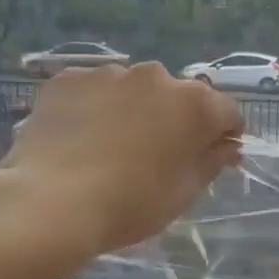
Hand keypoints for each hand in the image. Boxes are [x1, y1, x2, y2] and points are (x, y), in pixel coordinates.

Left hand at [0, 63, 241, 262]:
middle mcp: (156, 76)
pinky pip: (94, 91)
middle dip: (175, 120)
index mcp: (194, 104)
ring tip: (112, 147)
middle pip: (178, 97)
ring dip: (134, 111)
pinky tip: (82, 139)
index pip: (226, 112)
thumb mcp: (184, 192)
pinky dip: (95, 108)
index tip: (213, 156)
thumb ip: (212, 162)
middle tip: (157, 155)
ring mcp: (109, 73)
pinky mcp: (68, 79)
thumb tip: (228, 146)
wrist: (50, 204)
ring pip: (134, 91)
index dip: (224, 135)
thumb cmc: (131, 204)